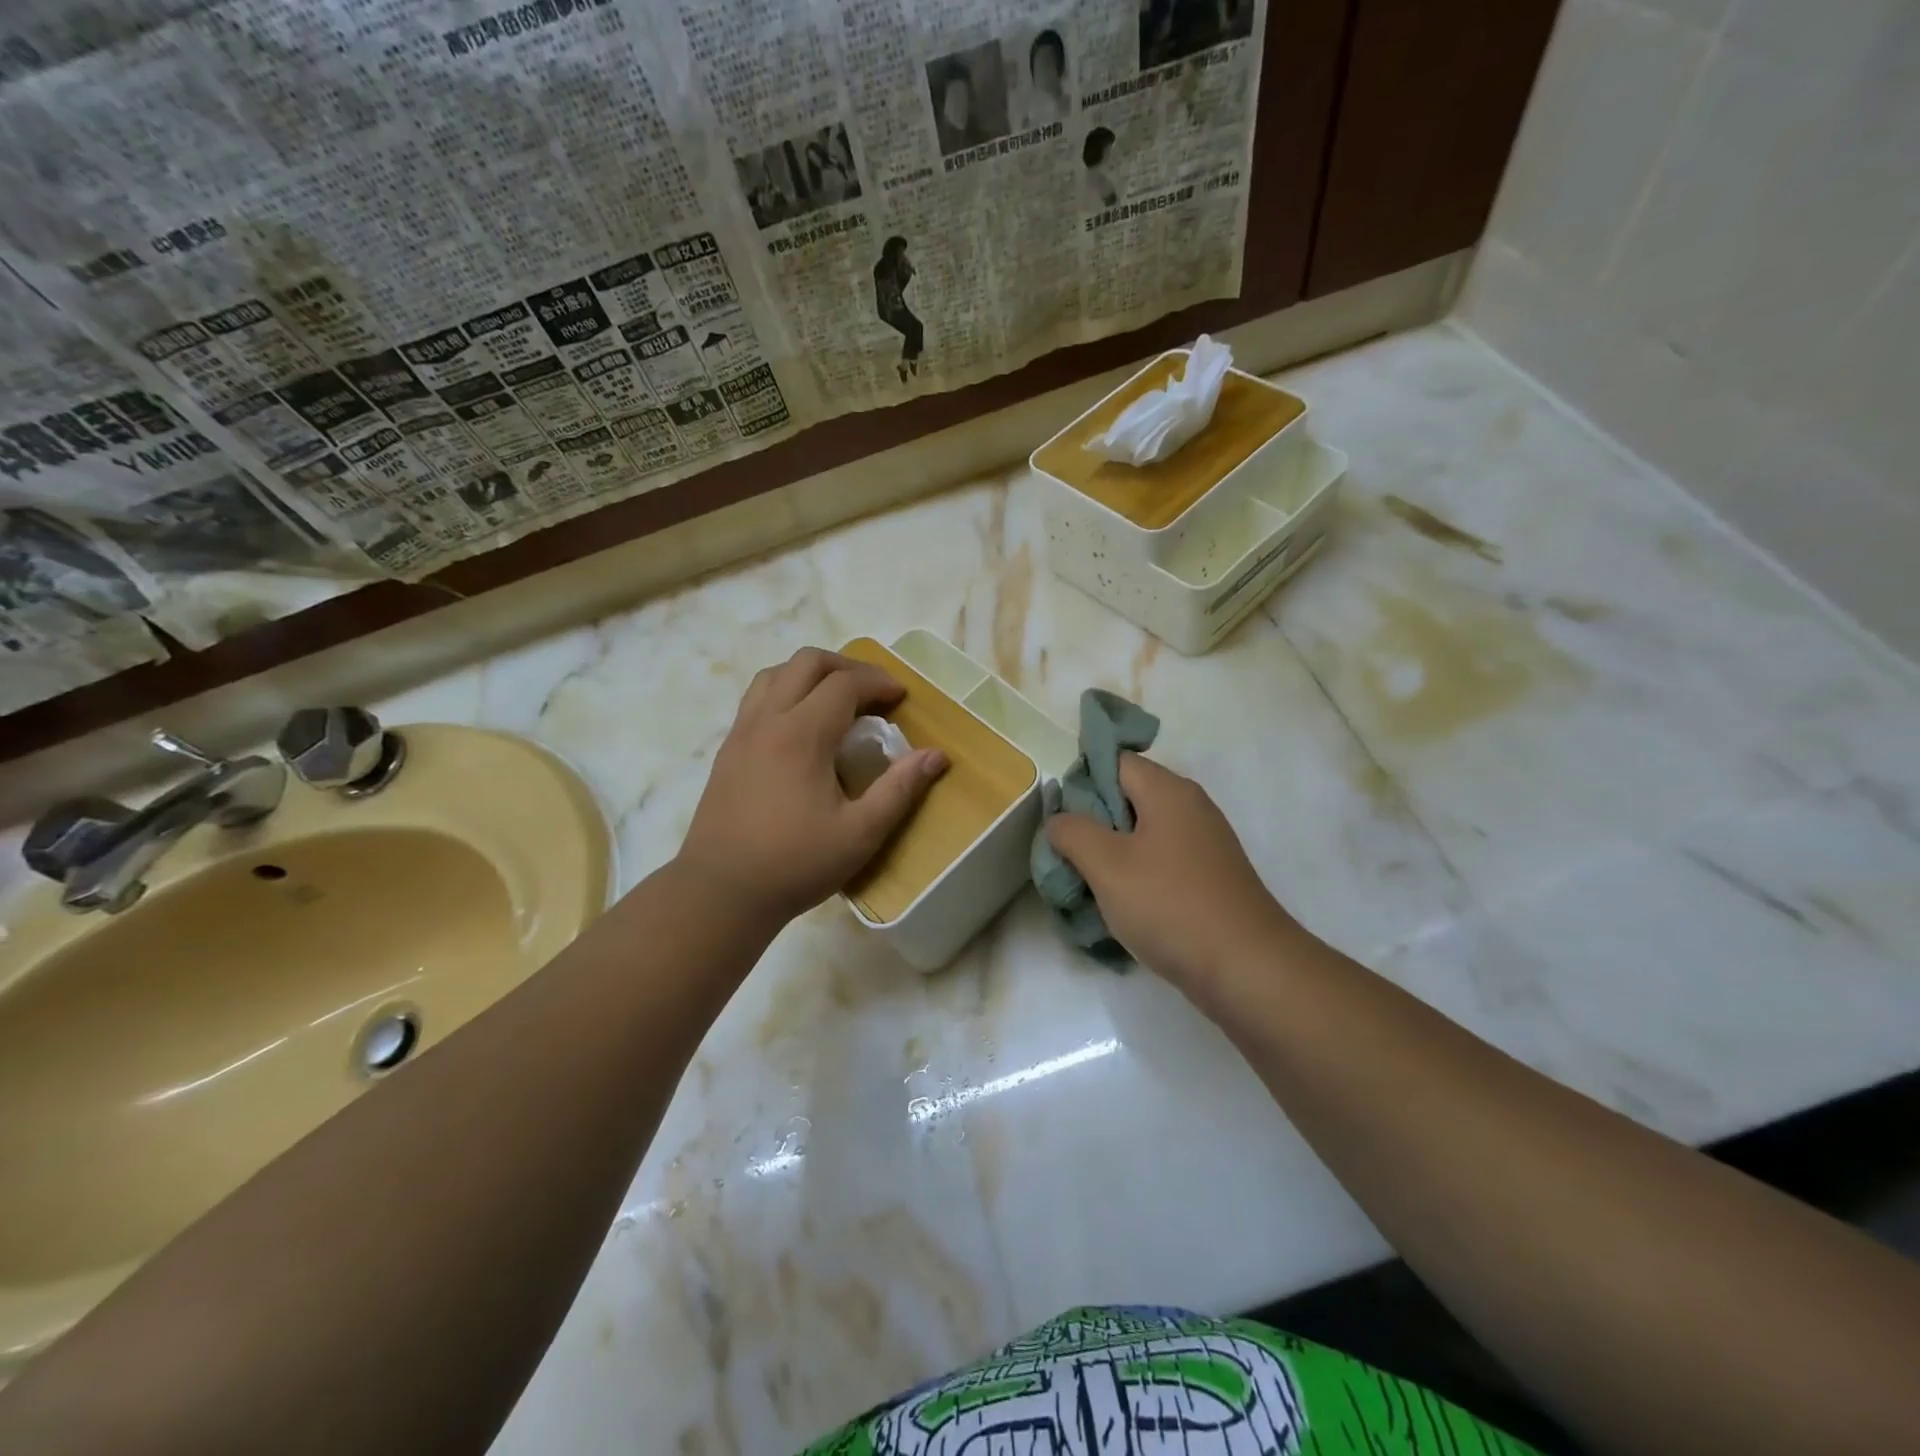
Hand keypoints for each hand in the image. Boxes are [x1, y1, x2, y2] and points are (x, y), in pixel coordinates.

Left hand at [677, 648, 946, 929]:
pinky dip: (786, 692)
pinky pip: (757, 698)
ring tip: (836, 700)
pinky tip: (801, 726)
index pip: (844, 683)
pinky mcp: (727, 750)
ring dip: (812, 674)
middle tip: (873, 692)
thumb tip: (936, 756)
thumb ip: (900, 789)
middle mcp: (768, 720)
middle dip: (847, 667)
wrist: (720, 892)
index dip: (878, 682)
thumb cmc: (795, 863)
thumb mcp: (860, 833)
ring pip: (775, 674)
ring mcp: (741, 733)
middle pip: (807, 662)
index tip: (901, 697)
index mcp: (802, 735)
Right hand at [1045, 753, 1296, 991]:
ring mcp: (1204, 843)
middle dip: (1091, 820)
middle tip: (1064, 851)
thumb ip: (1073, 832)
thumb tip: (1059, 819)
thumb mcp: (1106, 865)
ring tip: (1085, 881)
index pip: (1114, 760)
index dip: (1080, 780)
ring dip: (1110, 851)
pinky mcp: (1209, 876)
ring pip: (1142, 832)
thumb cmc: (1170, 905)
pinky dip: (1135, 873)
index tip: (1058, 815)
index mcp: (1168, 791)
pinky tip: (1119, 903)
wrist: (1246, 968)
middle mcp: (1190, 807)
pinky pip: (1160, 859)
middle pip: (1127, 795)